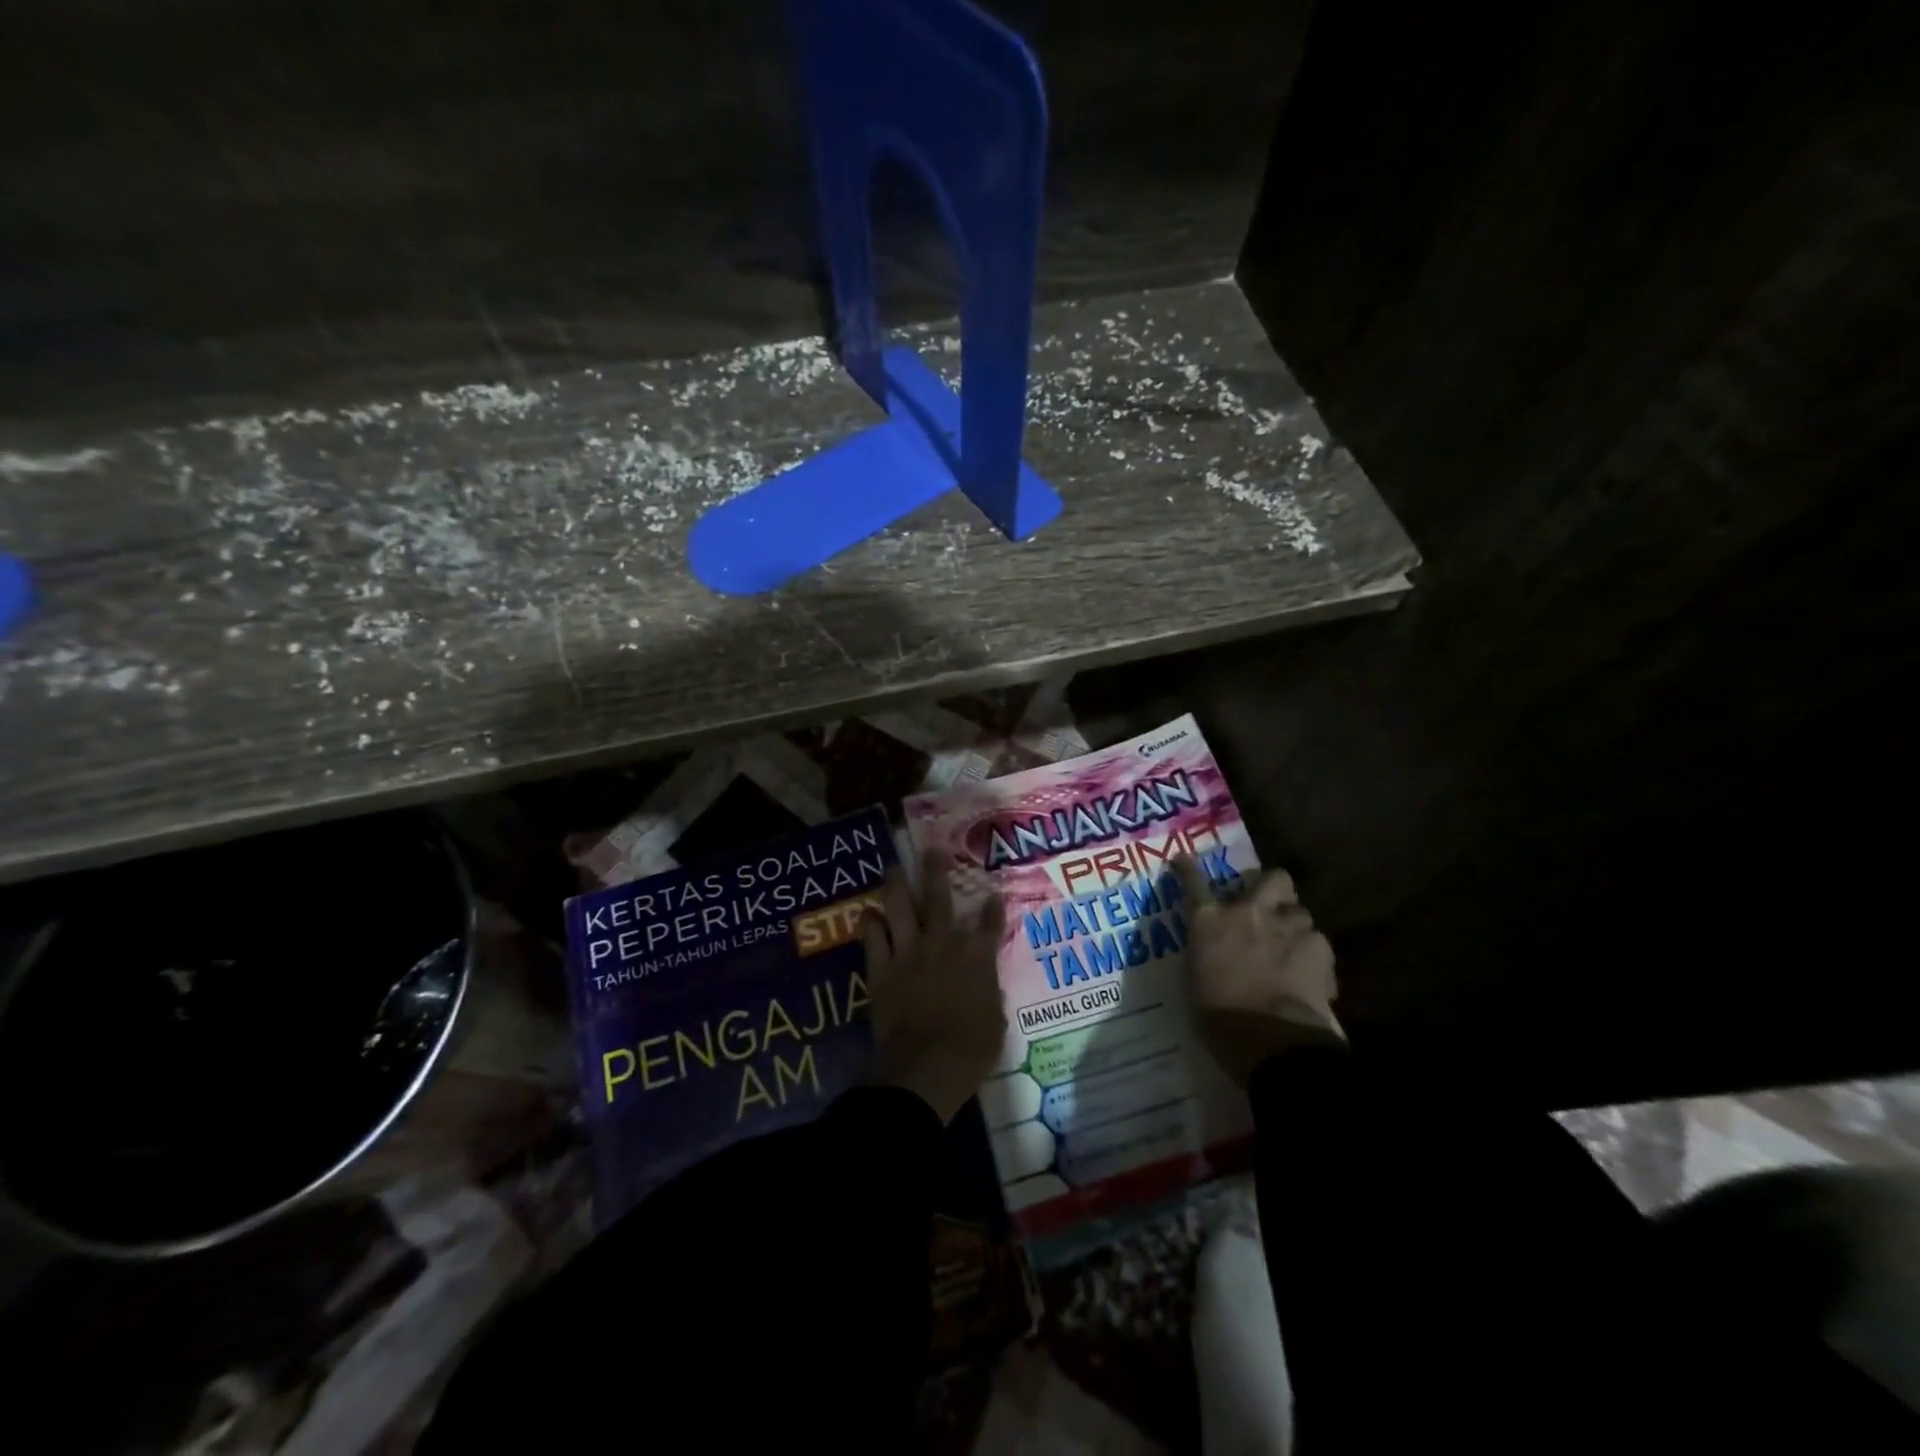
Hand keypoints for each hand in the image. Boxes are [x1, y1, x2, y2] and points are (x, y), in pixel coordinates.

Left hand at [862, 853, 1008, 1124]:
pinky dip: (870, 923)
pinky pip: (873, 938)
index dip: (992, 908)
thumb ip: (989, 994)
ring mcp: (909, 952)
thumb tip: (985, 985)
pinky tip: (867, 912)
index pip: (989, 924)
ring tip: (893, 869)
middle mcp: (943, 944)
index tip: (993, 894)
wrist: (927, 1064)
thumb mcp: (995, 1021)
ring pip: (901, 908)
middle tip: (932, 849)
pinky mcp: (882, 969)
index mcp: (977, 957)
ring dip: (897, 886)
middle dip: (937, 871)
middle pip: (940, 899)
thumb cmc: (971, 1049)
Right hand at [1176, 858, 1344, 1085]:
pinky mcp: (1320, 948)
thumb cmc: (1219, 1017)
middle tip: (1269, 906)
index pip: (1194, 884)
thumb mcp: (1196, 981)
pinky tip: (1311, 976)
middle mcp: (1249, 912)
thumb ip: (1206, 956)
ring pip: (1300, 911)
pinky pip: (1318, 942)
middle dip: (1274, 888)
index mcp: (1209, 922)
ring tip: (1293, 947)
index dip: (1188, 870)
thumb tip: (1212, 954)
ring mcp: (1288, 927)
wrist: (1270, 1037)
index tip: (1184, 859)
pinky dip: (1314, 956)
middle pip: (1272, 878)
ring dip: (1295, 925)